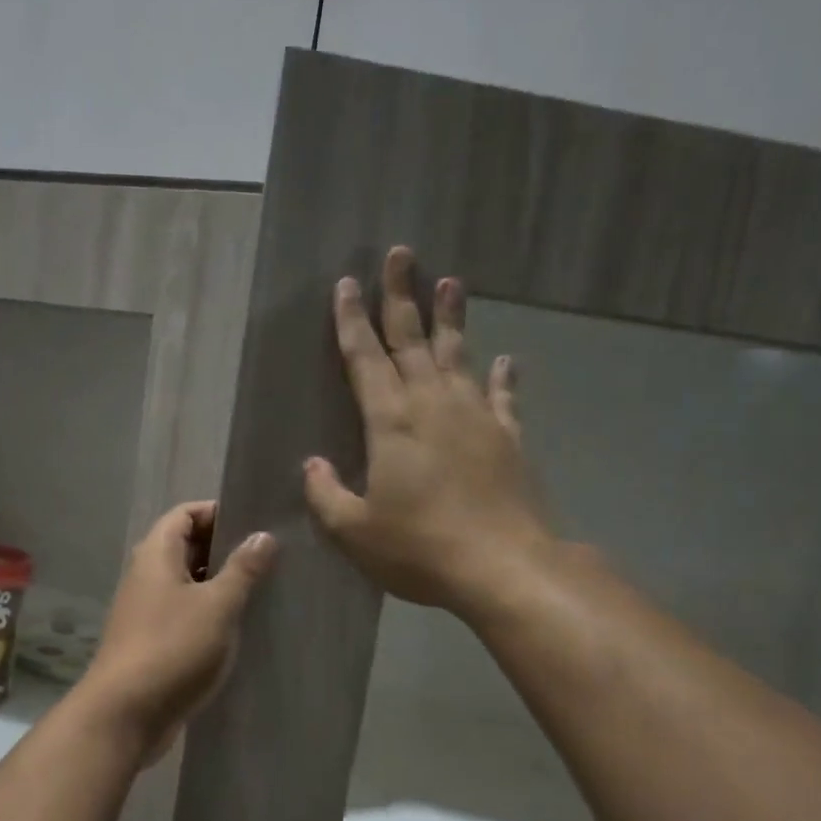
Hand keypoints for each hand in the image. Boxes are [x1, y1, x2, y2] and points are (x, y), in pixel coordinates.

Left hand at [80, 501, 275, 759]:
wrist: (125, 714)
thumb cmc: (172, 648)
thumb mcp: (217, 605)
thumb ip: (242, 569)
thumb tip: (262, 535)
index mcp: (156, 555)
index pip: (184, 513)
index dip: (217, 511)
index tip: (255, 523)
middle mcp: (147, 576)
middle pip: (186, 547)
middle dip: (224, 548)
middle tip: (269, 556)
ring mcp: (147, 611)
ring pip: (188, 583)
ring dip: (220, 583)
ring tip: (263, 588)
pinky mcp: (153, 642)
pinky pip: (185, 614)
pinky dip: (210, 613)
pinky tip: (240, 626)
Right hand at [304, 246, 551, 617]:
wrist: (504, 566)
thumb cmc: (420, 549)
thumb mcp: (355, 531)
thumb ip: (327, 494)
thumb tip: (312, 465)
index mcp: (391, 422)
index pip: (366, 359)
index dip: (352, 322)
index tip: (346, 284)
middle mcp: (433, 406)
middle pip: (413, 340)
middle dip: (401, 296)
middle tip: (400, 254)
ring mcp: (476, 418)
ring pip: (458, 355)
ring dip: (451, 318)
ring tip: (450, 281)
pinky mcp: (508, 438)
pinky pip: (502, 397)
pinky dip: (500, 377)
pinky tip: (504, 359)